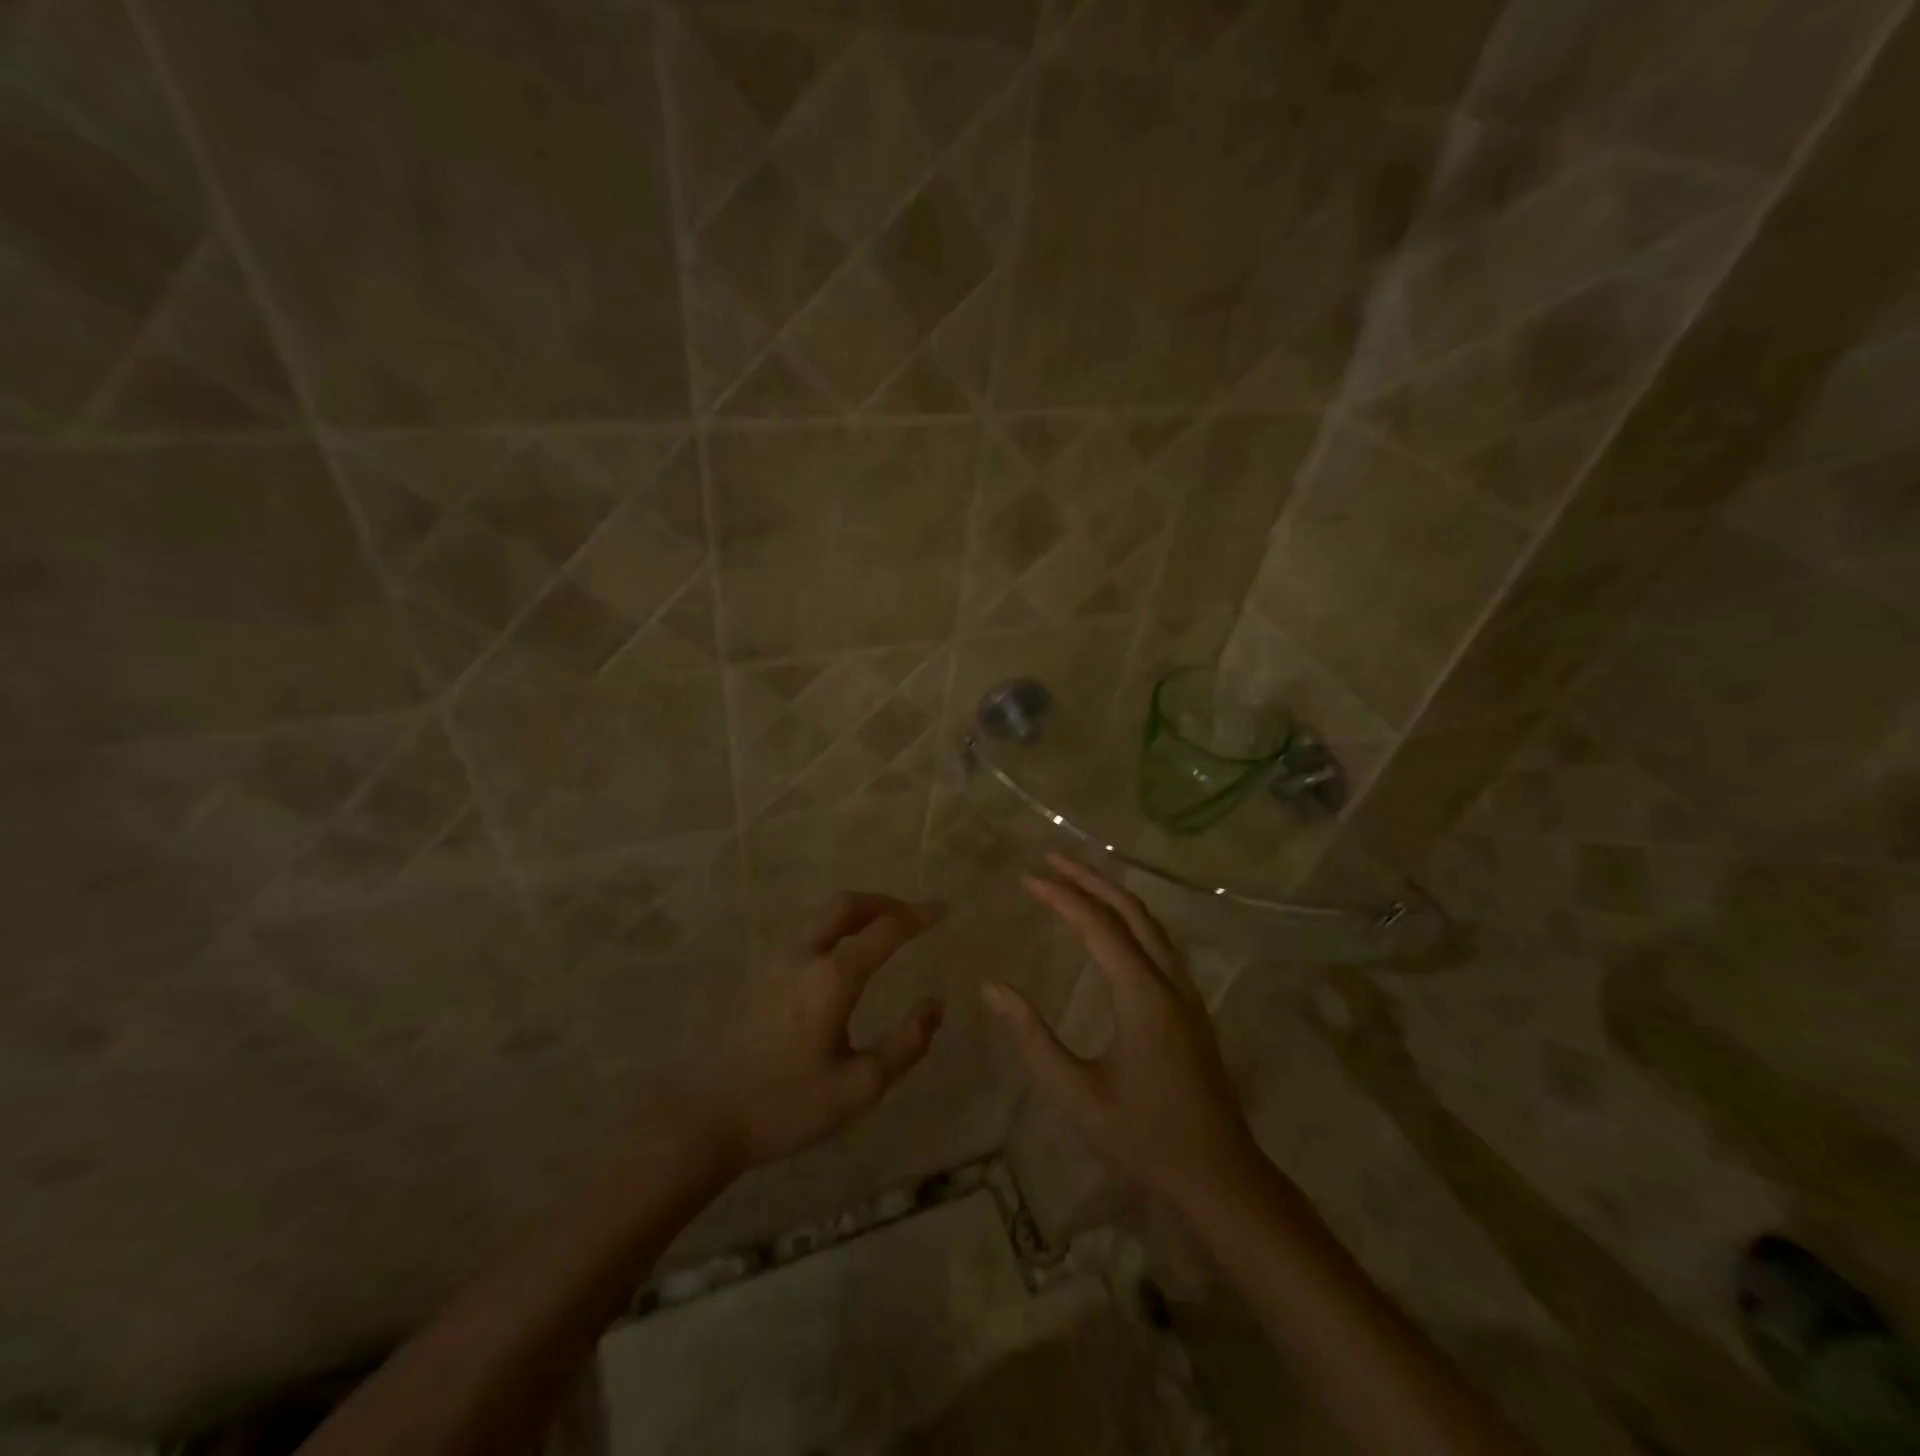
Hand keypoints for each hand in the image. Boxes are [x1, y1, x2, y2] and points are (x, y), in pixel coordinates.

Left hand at [686, 892, 945, 1172]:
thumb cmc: (787, 1106)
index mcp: (832, 978)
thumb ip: (906, 1044)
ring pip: (822, 914)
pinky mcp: (760, 975)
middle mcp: (804, 955)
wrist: (705, 1116)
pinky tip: (843, 953)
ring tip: (883, 928)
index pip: (885, 930)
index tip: (943, 908)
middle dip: (884, 901)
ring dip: (858, 911)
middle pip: (846, 904)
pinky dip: (835, 926)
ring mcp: (776, 961)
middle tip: (912, 914)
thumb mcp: (859, 1087)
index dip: (917, 916)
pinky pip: (806, 931)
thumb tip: (935, 1004)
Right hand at [981, 854, 1265, 1215]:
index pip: (1098, 926)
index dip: (1061, 897)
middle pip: (1130, 910)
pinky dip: (1130, 915)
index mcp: (1142, 996)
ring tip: (1076, 876)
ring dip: (1112, 892)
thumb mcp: (1077, 1096)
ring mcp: (1186, 991)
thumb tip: (992, 988)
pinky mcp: (1191, 1004)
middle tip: (1049, 857)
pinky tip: (1114, 923)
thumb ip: (1033, 1039)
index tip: (1026, 878)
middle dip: (1089, 878)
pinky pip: (1159, 940)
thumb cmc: (1144, 1138)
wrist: (1220, 1175)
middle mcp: (1169, 981)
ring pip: (1150, 922)